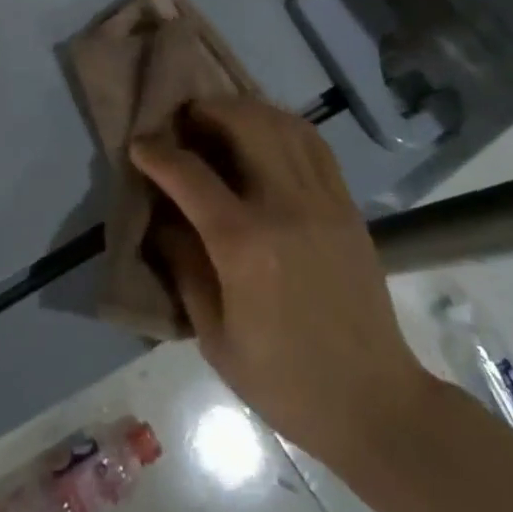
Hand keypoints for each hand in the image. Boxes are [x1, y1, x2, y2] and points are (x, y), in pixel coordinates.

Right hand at [130, 98, 440, 474]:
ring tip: (221, 118)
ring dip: (245, 110)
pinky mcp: (347, 205)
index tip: (138, 144)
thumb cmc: (284, 381)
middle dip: (207, 111)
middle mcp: (285, 207)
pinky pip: (314, 144)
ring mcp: (323, 200)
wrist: (374, 401)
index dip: (157, 153)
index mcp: (245, 245)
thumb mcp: (215, 337)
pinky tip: (266, 133)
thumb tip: (161, 220)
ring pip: (282, 125)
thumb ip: (184, 267)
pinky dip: (284, 125)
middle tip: (183, 119)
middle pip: (244, 125)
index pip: (190, 175)